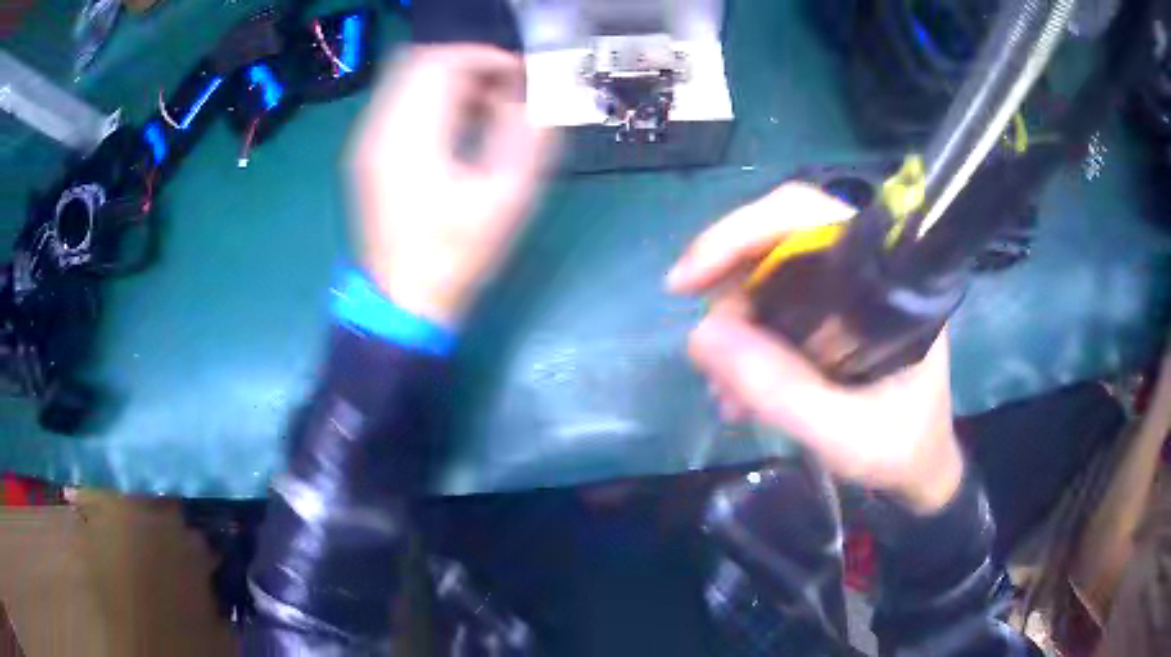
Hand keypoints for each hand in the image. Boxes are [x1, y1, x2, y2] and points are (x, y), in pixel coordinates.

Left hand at [348, 45, 553, 328]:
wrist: (403, 301)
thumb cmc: (455, 256)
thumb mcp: (506, 199)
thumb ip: (524, 137)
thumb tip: (527, 98)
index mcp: (412, 137)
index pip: (442, 62)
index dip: (484, 57)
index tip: (518, 74)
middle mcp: (380, 129)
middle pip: (419, 61)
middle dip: (467, 64)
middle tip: (503, 87)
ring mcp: (367, 142)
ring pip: (405, 79)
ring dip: (449, 80)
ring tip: (486, 105)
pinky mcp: (367, 154)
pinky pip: (397, 102)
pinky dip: (430, 98)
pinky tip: (458, 124)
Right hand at [667, 183, 963, 514]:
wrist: (918, 469)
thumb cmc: (901, 448)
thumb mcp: (845, 433)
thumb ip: (781, 390)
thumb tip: (700, 336)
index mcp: (889, 278)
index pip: (809, 216)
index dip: (741, 231)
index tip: (686, 281)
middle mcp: (864, 270)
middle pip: (777, 242)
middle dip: (730, 293)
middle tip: (708, 355)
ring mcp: (844, 291)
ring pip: (766, 276)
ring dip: (733, 328)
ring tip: (727, 393)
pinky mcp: (828, 315)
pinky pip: (770, 309)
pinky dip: (744, 346)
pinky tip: (737, 392)